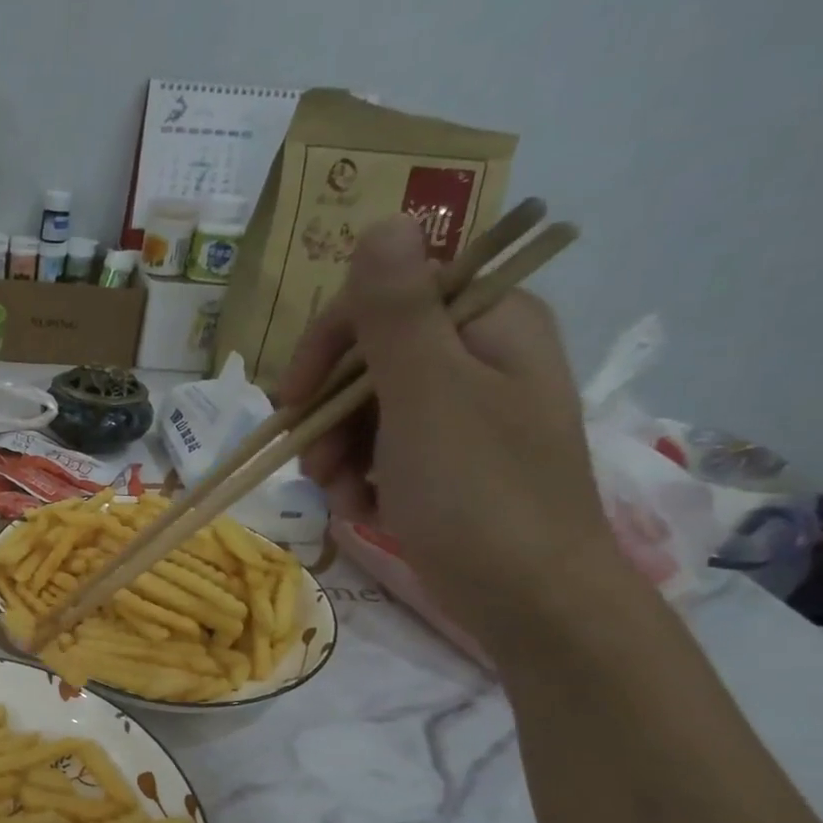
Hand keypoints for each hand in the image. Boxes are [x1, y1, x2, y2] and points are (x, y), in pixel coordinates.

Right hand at [277, 214, 623, 649]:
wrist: (531, 603)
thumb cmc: (478, 495)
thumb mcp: (428, 396)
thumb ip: (397, 312)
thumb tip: (385, 219)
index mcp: (488, 322)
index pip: (383, 298)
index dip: (327, 344)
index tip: (291, 399)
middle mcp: (477, 356)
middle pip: (367, 358)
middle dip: (329, 413)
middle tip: (313, 462)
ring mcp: (462, 412)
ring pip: (365, 409)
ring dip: (336, 452)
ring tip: (339, 496)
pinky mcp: (448, 461)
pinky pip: (380, 449)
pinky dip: (359, 479)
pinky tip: (362, 510)